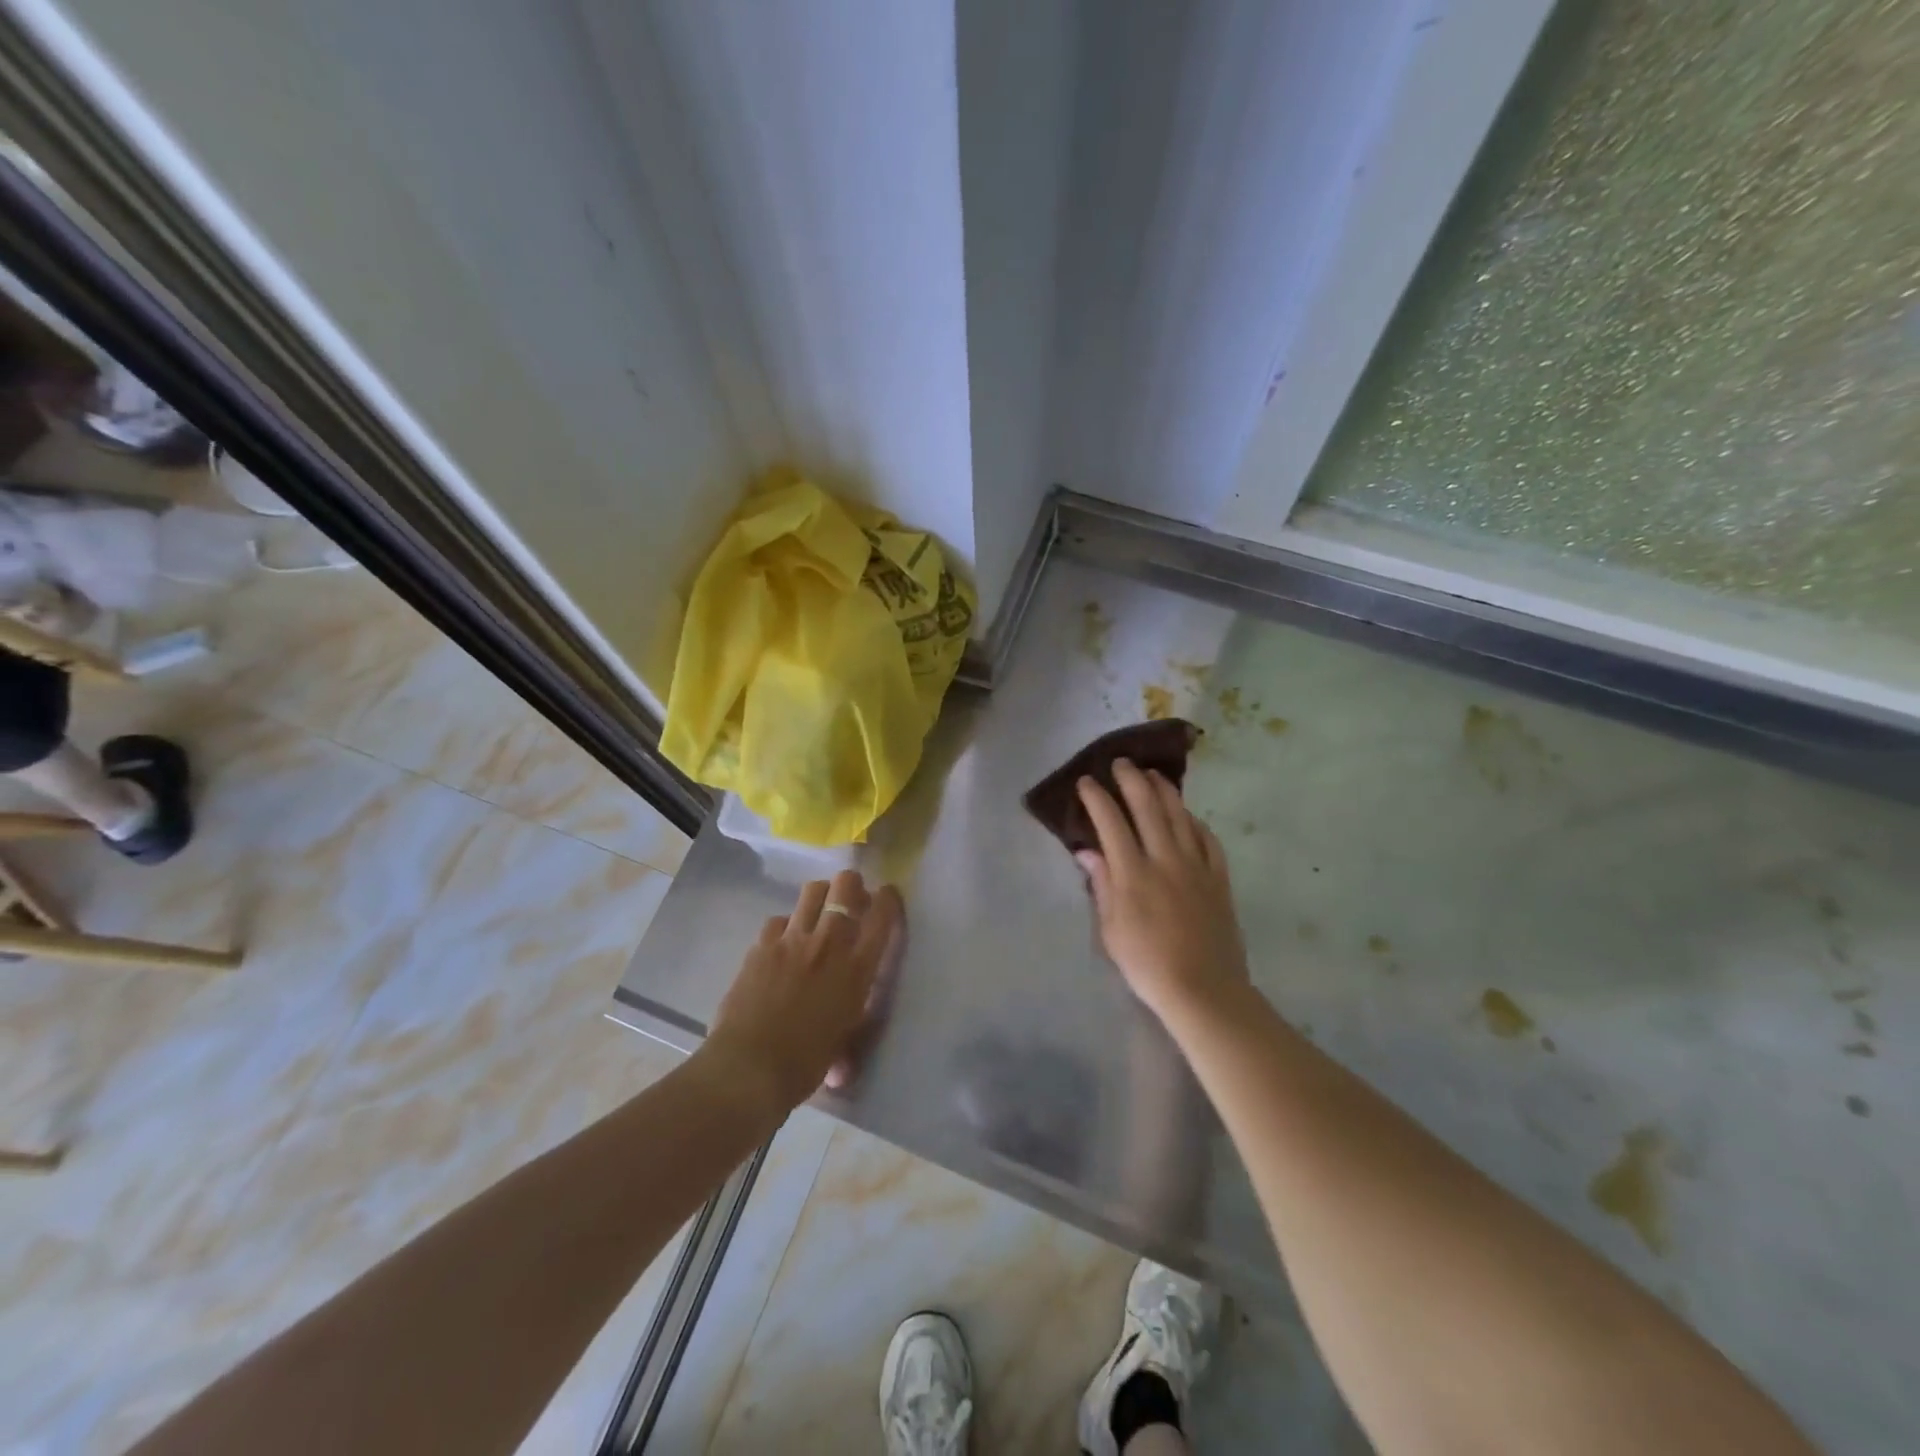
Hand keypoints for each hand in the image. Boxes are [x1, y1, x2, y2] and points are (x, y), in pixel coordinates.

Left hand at [704, 869, 903, 1111]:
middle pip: (846, 886)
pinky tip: (782, 942)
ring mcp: (792, 940)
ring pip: (812, 891)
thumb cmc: (805, 1064)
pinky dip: (785, 926)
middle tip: (851, 897)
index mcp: (857, 968)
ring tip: (818, 909)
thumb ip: (848, 1031)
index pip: (883, 915)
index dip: (889, 899)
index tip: (887, 896)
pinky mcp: (761, 945)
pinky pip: (778, 919)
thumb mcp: (843, 1043)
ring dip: (821, 895)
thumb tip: (844, 1067)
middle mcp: (829, 944)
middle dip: (852, 885)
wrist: (750, 1067)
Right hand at [1076, 760, 1247, 1026]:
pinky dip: (1194, 821)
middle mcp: (1165, 859)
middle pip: (1148, 807)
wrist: (1204, 989)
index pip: (1111, 822)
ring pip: (1180, 815)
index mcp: (1133, 873)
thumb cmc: (1147, 964)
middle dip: (1131, 780)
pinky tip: (1187, 815)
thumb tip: (1087, 851)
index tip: (1086, 782)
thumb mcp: (1111, 929)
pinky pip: (1208, 839)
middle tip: (1121, 763)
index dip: (1097, 798)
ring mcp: (1196, 866)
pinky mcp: (1219, 878)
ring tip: (1152, 774)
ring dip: (1164, 790)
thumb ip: (1101, 884)